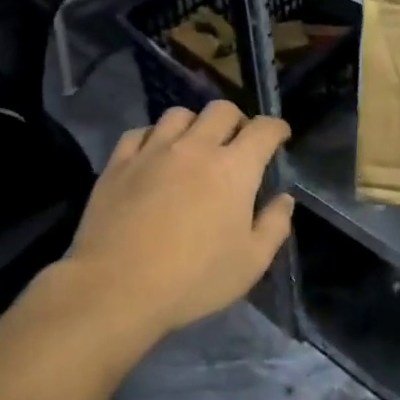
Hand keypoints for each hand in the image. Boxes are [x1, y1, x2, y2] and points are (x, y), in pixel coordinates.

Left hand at [64, 102, 294, 339]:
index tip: (280, 136)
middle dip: (237, 120)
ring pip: (179, 115)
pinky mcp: (119, 163)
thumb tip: (284, 199)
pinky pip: (139, 133)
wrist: (115, 289)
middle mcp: (196, 147)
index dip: (277, 128)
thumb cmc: (193, 279)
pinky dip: (153, 137)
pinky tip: (153, 155)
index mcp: (234, 168)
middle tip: (237, 142)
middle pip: (222, 110)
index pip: (263, 129)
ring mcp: (153, 151)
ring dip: (194, 125)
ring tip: (193, 146)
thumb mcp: (251, 263)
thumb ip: (274, 226)